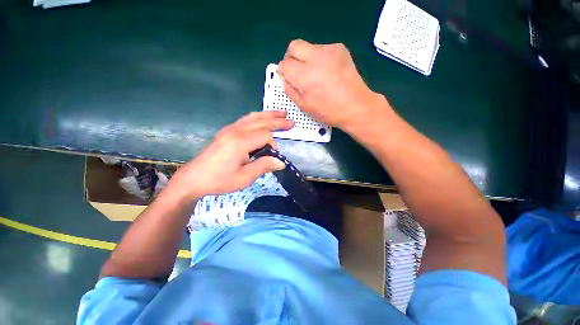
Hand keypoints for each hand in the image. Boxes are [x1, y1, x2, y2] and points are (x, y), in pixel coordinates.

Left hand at [168, 111, 293, 200]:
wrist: (194, 178)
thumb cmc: (219, 180)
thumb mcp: (244, 177)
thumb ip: (263, 166)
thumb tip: (281, 162)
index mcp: (240, 142)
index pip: (265, 135)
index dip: (273, 145)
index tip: (273, 157)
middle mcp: (235, 131)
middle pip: (261, 122)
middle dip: (277, 121)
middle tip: (291, 121)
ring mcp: (229, 129)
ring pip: (253, 118)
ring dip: (268, 115)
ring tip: (280, 113)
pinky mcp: (226, 132)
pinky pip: (245, 120)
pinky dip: (256, 117)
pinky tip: (261, 118)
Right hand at [278, 39, 384, 129]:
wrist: (356, 106)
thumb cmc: (328, 111)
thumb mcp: (304, 106)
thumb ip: (290, 90)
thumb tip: (285, 78)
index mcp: (305, 76)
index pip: (285, 64)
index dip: (283, 72)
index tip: (287, 78)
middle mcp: (316, 58)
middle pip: (294, 46)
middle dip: (290, 58)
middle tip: (296, 71)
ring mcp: (329, 50)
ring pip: (308, 47)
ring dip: (306, 58)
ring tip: (314, 74)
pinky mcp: (340, 48)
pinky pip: (321, 49)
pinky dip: (319, 58)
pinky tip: (326, 71)